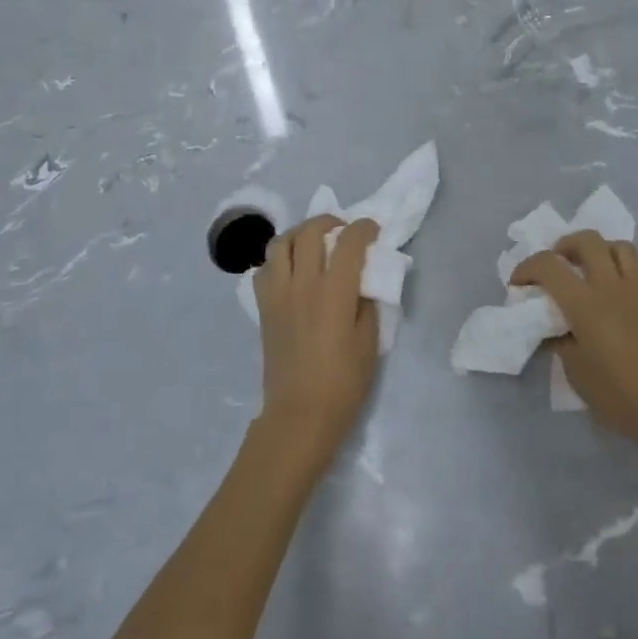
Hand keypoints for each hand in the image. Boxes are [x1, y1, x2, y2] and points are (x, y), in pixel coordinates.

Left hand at [253, 215, 379, 475]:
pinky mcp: (264, 308)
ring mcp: (278, 294)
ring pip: (281, 243)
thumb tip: (363, 281)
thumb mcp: (370, 343)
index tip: (373, 230)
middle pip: (310, 232)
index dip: (364, 228)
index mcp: (334, 292)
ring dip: (300, 234)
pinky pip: (265, 269)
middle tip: (344, 231)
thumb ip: (368, 303)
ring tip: (315, 243)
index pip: (349, 242)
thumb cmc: (342, 384)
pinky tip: (292, 270)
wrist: (299, 417)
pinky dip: (279, 260)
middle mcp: (303, 284)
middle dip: (330, 221)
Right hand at [511, 231, 637, 457]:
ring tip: (594, 269)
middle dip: (566, 246)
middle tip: (559, 263)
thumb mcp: (575, 372)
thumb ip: (560, 341)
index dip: (527, 267)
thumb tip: (554, 327)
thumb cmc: (619, 395)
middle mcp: (611, 284)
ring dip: (601, 251)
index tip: (519, 283)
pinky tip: (625, 289)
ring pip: (619, 246)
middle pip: (586, 240)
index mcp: (584, 303)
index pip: (549, 265)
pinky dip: (629, 270)